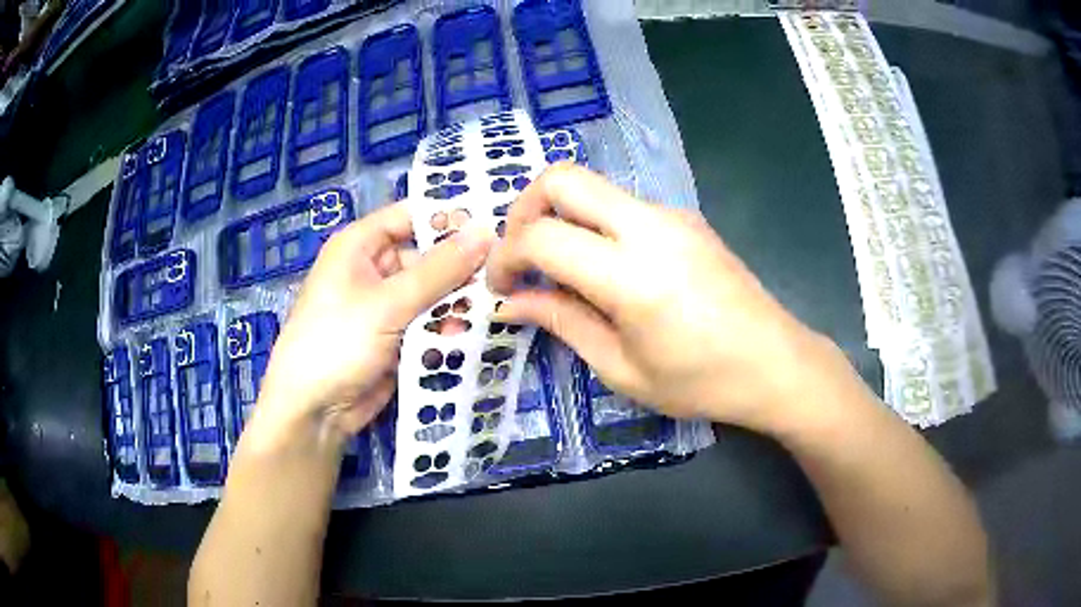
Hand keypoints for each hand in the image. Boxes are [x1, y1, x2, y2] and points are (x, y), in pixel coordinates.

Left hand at [251, 202, 491, 448]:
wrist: (314, 411)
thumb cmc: (338, 342)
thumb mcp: (388, 303)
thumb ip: (439, 269)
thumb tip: (485, 230)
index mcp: (360, 246)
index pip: (411, 215)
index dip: (450, 217)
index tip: (496, 224)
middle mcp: (374, 269)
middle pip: (427, 255)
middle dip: (461, 265)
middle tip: (504, 272)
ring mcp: (386, 305)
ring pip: (433, 291)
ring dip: (458, 300)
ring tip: (493, 306)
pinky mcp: (397, 337)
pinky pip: (429, 321)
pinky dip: (448, 325)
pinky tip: (471, 333)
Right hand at [487, 165, 841, 432]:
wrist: (776, 363)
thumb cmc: (700, 382)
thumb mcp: (622, 369)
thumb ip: (562, 323)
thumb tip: (511, 303)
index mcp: (632, 275)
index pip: (542, 236)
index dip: (505, 257)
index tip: (501, 288)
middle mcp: (650, 226)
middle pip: (563, 177)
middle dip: (524, 209)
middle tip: (520, 255)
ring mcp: (672, 214)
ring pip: (593, 188)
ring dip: (562, 217)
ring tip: (561, 270)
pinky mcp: (686, 217)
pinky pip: (623, 205)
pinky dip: (595, 225)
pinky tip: (606, 270)